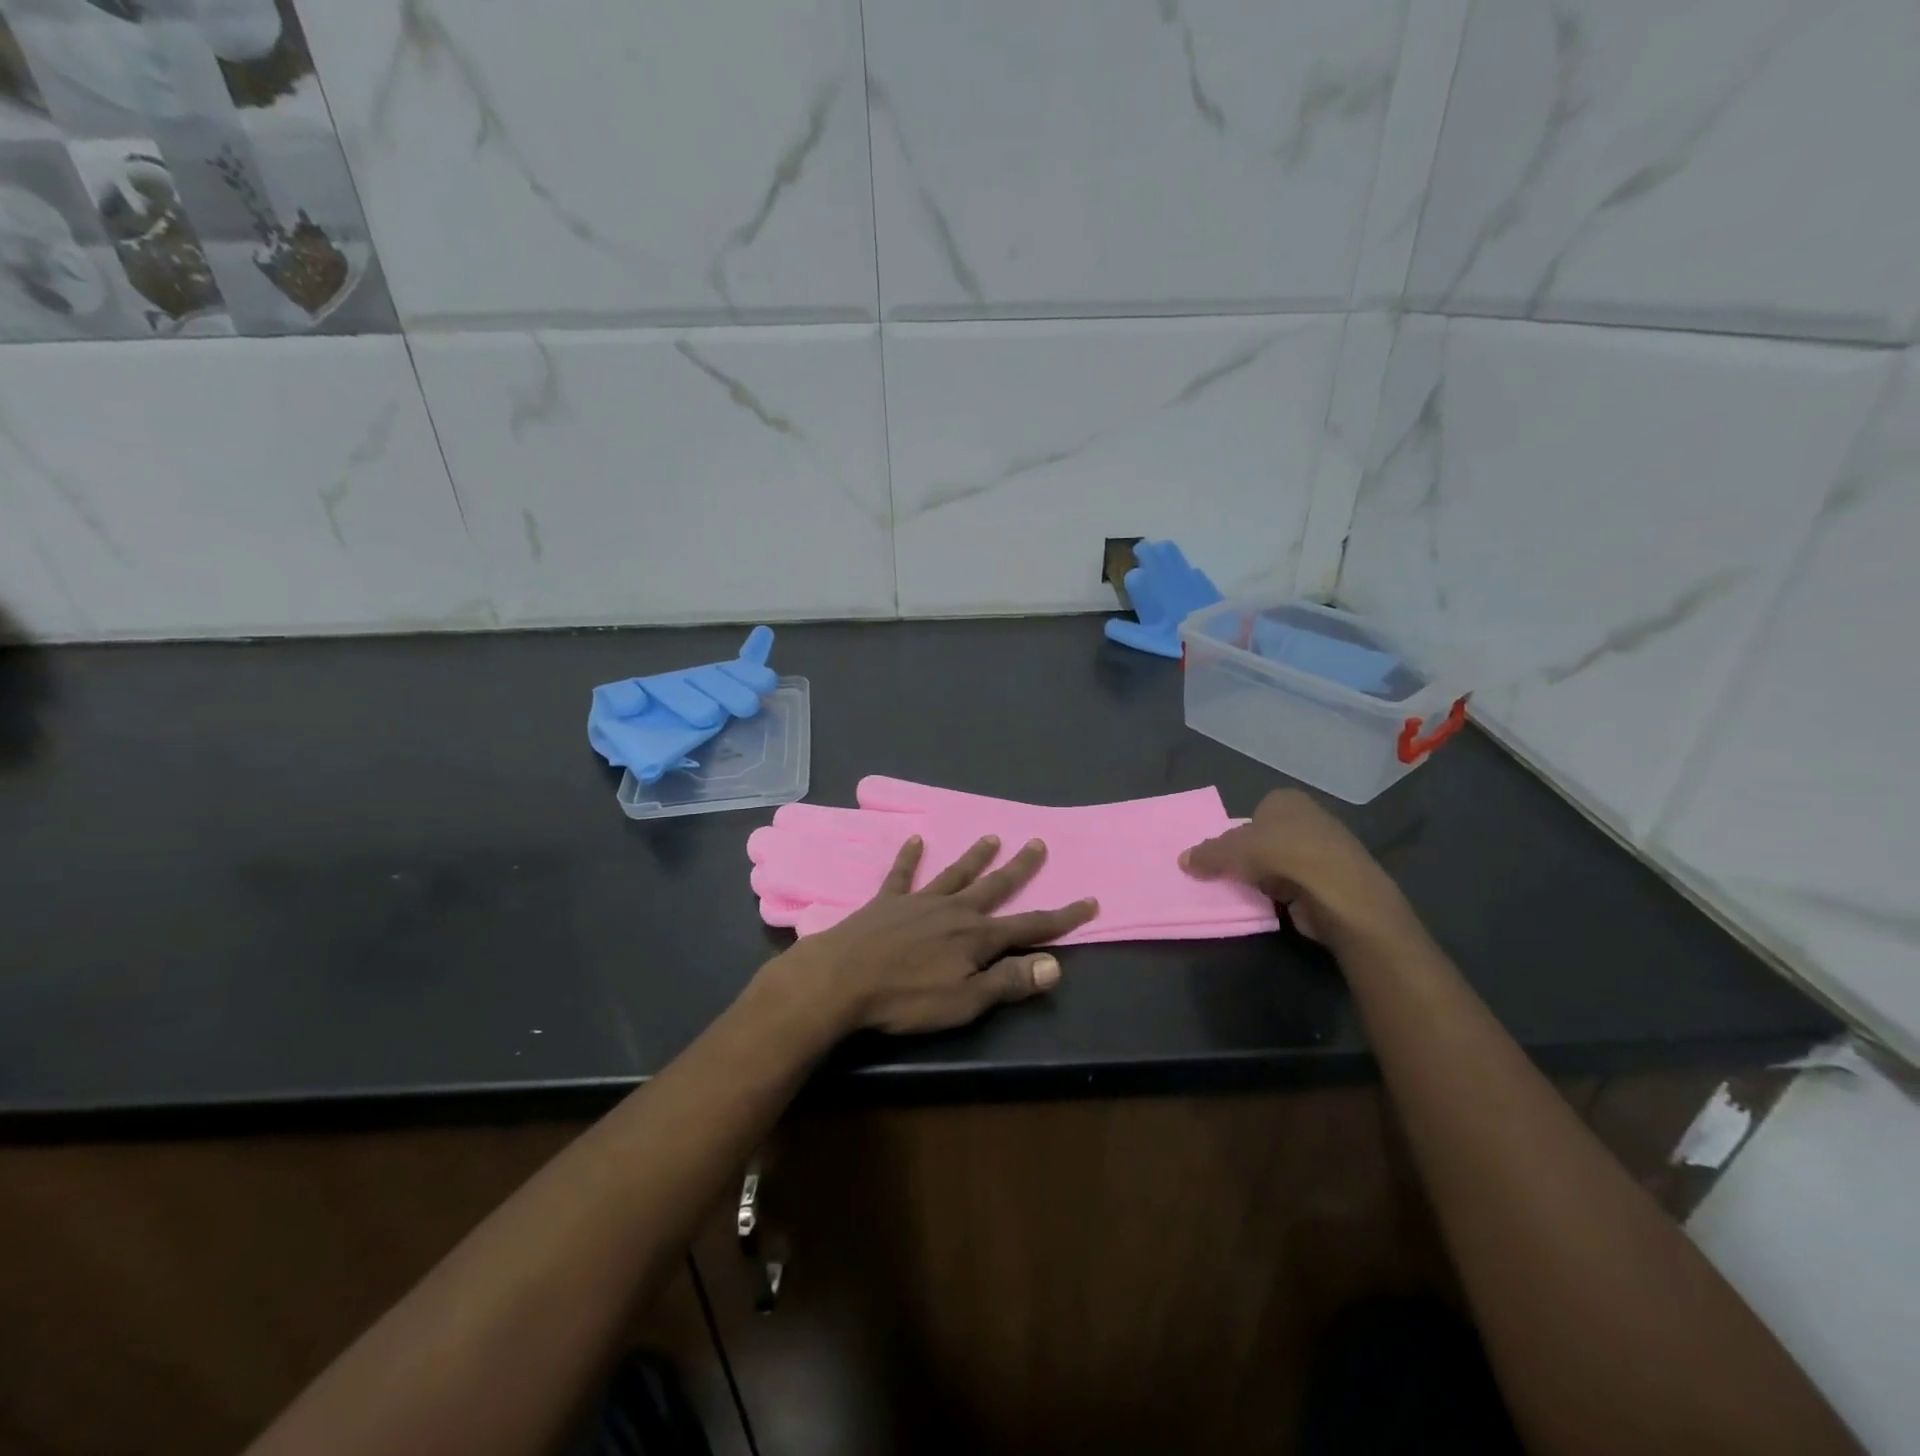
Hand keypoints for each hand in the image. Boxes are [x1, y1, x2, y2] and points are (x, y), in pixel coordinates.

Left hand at [765, 834, 1097, 1035]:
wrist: (841, 980)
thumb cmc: (906, 999)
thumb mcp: (965, 1002)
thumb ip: (1009, 982)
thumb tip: (1055, 965)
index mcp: (977, 938)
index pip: (1030, 926)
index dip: (1063, 917)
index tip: (1089, 901)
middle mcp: (954, 910)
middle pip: (995, 887)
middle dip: (1020, 868)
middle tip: (1038, 843)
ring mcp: (919, 901)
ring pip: (956, 873)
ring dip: (975, 857)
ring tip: (992, 837)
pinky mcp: (887, 901)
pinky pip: (902, 874)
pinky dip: (910, 857)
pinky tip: (915, 840)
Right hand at [1179, 790, 1422, 952]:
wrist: (1339, 894)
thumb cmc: (1282, 856)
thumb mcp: (1230, 850)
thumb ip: (1206, 854)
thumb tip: (1182, 860)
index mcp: (1287, 799)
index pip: (1255, 812)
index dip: (1238, 833)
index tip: (1226, 854)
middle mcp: (1310, 818)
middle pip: (1268, 838)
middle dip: (1252, 856)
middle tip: (1231, 874)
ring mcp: (1326, 850)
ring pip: (1282, 863)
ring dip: (1268, 878)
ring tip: (1249, 893)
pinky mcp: (1334, 881)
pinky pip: (1298, 885)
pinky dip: (1286, 895)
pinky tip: (1274, 906)